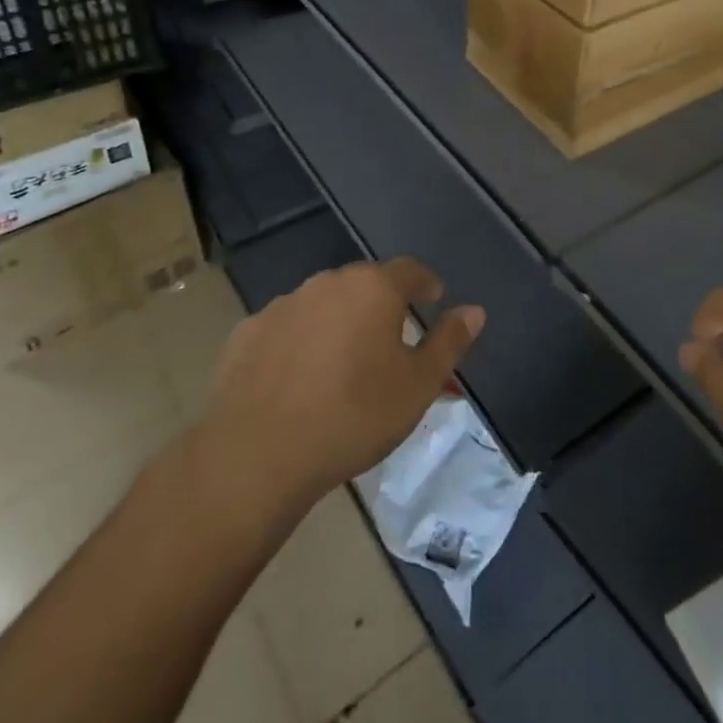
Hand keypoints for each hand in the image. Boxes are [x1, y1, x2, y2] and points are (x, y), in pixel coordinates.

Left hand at [200, 258, 483, 516]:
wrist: (258, 453)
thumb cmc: (354, 415)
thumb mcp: (418, 386)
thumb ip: (449, 342)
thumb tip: (475, 310)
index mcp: (374, 288)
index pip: (410, 270)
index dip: (425, 283)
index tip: (433, 298)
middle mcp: (328, 283)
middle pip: (364, 284)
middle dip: (382, 305)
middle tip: (391, 340)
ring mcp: (284, 304)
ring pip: (323, 304)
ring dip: (339, 322)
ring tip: (343, 364)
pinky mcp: (248, 332)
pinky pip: (286, 328)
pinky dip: (299, 343)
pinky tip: (298, 379)